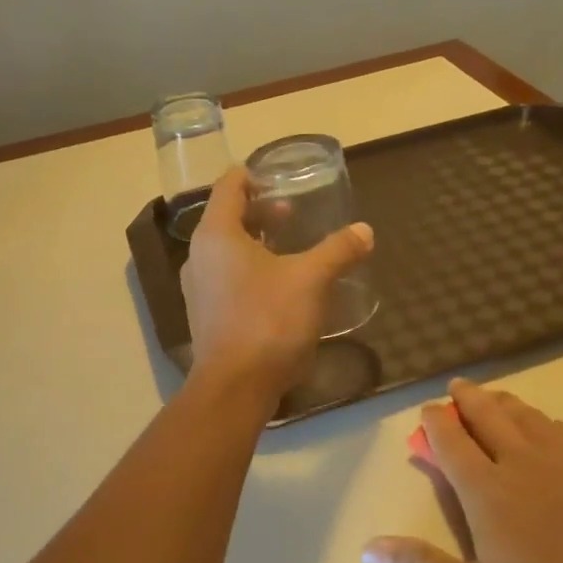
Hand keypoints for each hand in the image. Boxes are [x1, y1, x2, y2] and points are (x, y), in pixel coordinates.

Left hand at [180, 169, 374, 396]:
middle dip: (260, 212)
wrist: (235, 387)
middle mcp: (199, 256)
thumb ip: (338, 250)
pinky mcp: (205, 314)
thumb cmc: (268, 320)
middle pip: (227, 218)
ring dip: (256, 243)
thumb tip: (364, 231)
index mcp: (217, 234)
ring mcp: (198, 288)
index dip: (252, 175)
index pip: (229, 186)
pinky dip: (249, 270)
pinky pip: (226, 277)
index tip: (278, 178)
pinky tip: (278, 286)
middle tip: (293, 215)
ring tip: (289, 249)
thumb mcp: (311, 279)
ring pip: (226, 250)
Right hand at [361, 379, 562, 562]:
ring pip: (527, 416)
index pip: (451, 440)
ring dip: (504, 403)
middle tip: (457, 386)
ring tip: (495, 399)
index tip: (427, 410)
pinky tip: (547, 430)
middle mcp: (522, 460)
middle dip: (467, 398)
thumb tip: (366, 551)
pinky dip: (543, 422)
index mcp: (486, 489)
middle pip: (487, 415)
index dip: (434, 422)